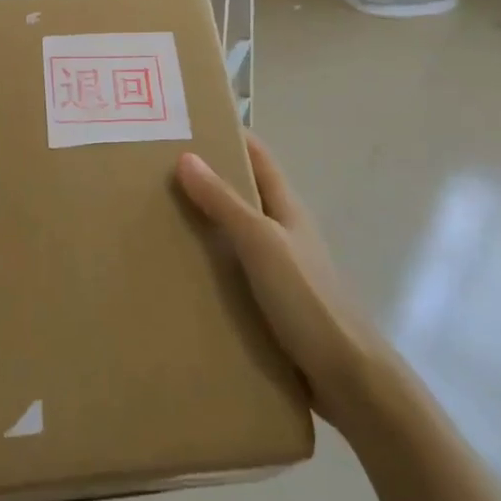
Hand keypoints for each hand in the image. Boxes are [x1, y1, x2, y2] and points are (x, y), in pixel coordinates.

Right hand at [176, 133, 386, 420]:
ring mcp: (276, 268)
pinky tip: (178, 273)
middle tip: (152, 172)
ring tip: (153, 218)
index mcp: (285, 207)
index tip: (185, 123)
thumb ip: (224, 203)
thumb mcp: (261, 243)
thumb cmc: (306, 298)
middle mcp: (281, 230)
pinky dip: (207, 264)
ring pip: (233, 232)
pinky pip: (231, 271)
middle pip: (241, 191)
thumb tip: (185, 156)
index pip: (256, 154)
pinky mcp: (269, 302)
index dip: (227, 133)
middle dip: (204, 178)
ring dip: (202, 223)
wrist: (347, 377)